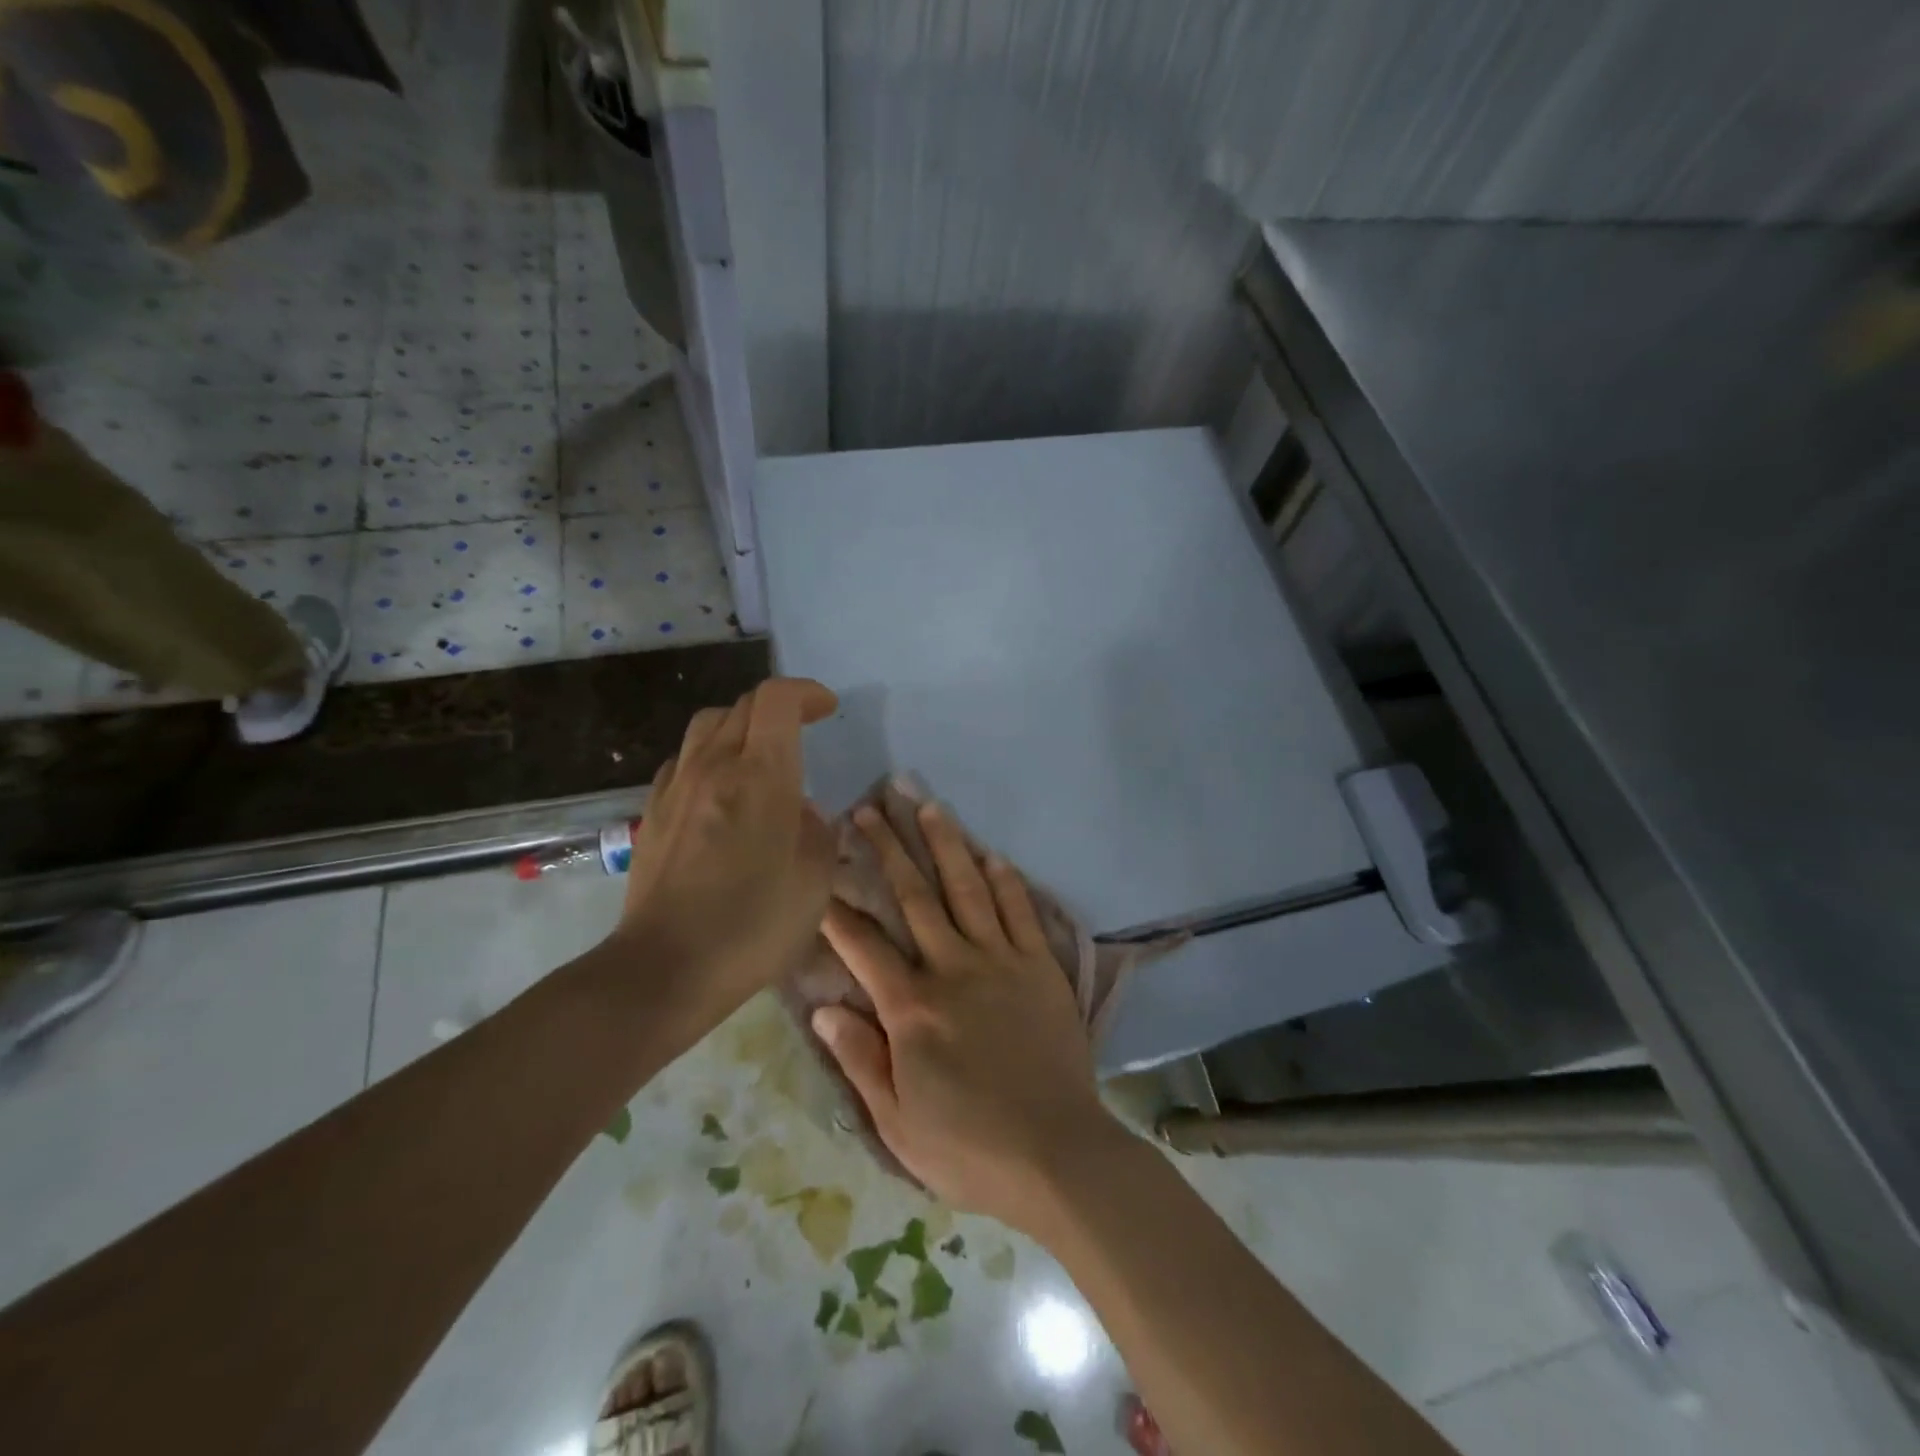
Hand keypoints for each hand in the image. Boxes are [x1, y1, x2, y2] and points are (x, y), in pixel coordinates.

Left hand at [613, 677, 838, 1021]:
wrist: (665, 968)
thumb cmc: (753, 925)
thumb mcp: (815, 881)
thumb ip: (817, 832)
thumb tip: (800, 811)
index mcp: (761, 775)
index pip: (777, 699)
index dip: (806, 692)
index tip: (827, 709)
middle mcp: (714, 767)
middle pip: (742, 706)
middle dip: (778, 707)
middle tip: (802, 730)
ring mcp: (676, 788)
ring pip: (706, 725)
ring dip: (739, 726)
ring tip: (759, 754)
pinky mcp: (652, 813)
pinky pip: (683, 761)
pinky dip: (708, 757)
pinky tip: (719, 790)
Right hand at [813, 800, 1122, 1233]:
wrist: (1057, 1155)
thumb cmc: (969, 1147)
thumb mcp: (896, 1122)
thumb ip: (859, 1059)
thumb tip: (824, 1008)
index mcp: (912, 1007)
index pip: (863, 944)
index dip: (837, 907)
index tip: (820, 870)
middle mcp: (953, 968)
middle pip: (915, 896)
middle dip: (889, 849)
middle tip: (870, 809)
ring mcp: (1002, 961)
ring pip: (968, 888)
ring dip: (946, 844)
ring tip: (929, 805)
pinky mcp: (1040, 967)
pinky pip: (1020, 911)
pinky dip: (1005, 879)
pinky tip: (991, 853)